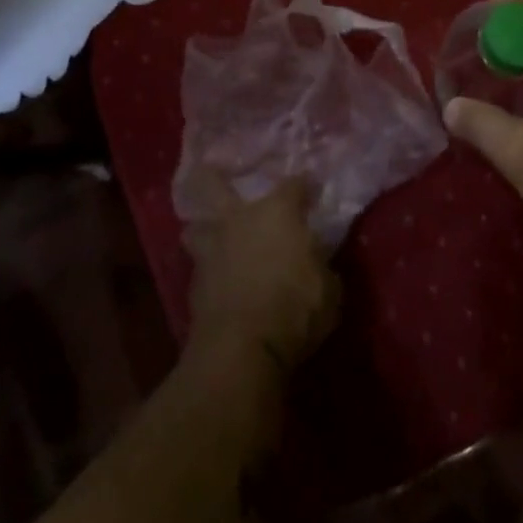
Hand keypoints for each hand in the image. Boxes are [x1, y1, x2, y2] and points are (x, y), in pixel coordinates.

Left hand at [184, 178, 340, 380]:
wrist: (241, 348)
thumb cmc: (295, 308)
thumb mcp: (329, 288)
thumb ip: (320, 264)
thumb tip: (315, 259)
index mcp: (278, 211)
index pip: (295, 184)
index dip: (304, 186)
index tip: (310, 190)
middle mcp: (240, 218)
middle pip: (215, 184)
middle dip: (213, 177)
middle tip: (216, 174)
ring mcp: (212, 246)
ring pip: (197, 224)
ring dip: (204, 228)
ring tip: (212, 234)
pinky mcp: (193, 281)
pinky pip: (199, 264)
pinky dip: (207, 268)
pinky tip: (215, 277)